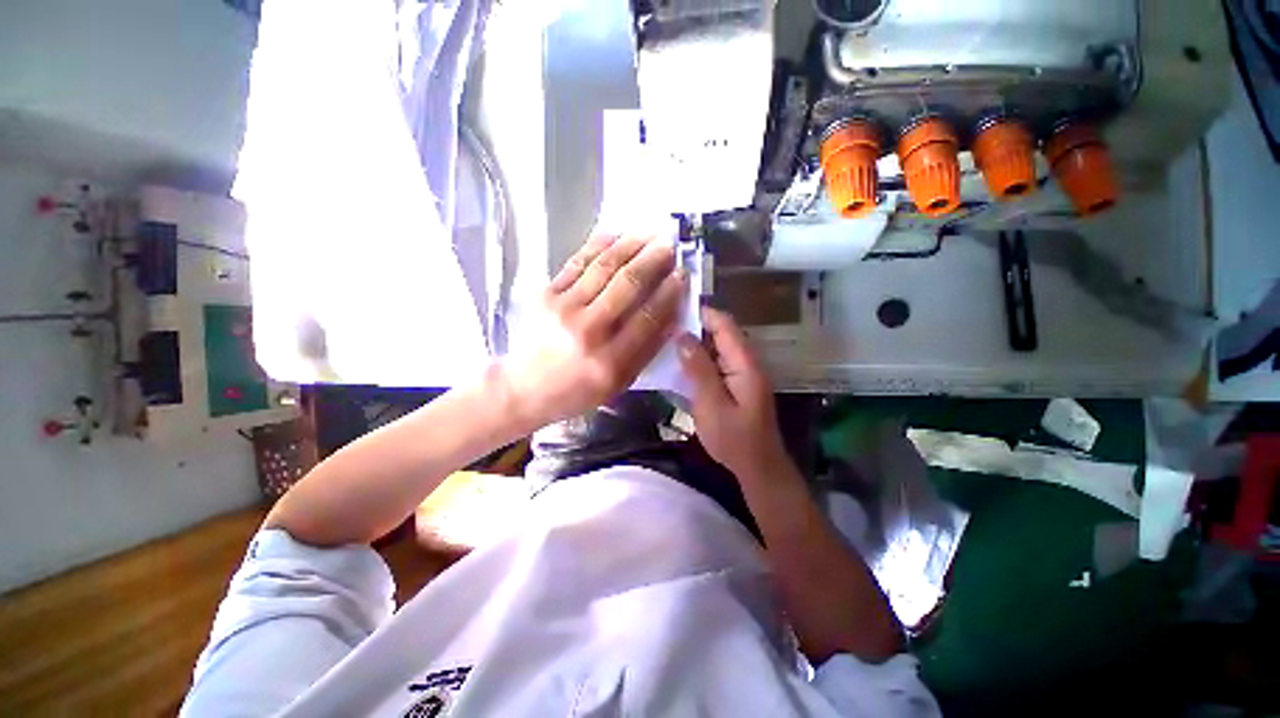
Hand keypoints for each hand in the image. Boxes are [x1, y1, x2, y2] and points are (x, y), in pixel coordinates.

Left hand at [500, 234, 685, 428]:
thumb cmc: (577, 391)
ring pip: (604, 267)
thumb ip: (646, 351)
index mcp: (610, 361)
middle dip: (653, 260)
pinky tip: (614, 233)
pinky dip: (597, 245)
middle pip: (627, 285)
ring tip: (648, 232)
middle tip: (669, 244)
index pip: (648, 317)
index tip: (681, 274)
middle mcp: (588, 330)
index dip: (668, 293)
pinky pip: (576, 262)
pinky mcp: (546, 294)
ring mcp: (564, 308)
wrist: (525, 387)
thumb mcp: (618, 384)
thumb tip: (670, 315)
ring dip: (630, 245)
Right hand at [677, 308, 789, 482]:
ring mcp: (741, 374)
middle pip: (721, 334)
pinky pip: (716, 364)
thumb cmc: (734, 439)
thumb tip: (682, 336)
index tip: (674, 308)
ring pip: (716, 349)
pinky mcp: (736, 385)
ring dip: (694, 345)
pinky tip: (678, 365)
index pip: (725, 325)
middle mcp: (746, 363)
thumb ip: (698, 369)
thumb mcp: (711, 404)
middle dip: (694, 328)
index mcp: (745, 363)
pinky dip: (698, 361)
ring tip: (665, 342)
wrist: (758, 468)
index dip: (702, 313)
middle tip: (663, 327)